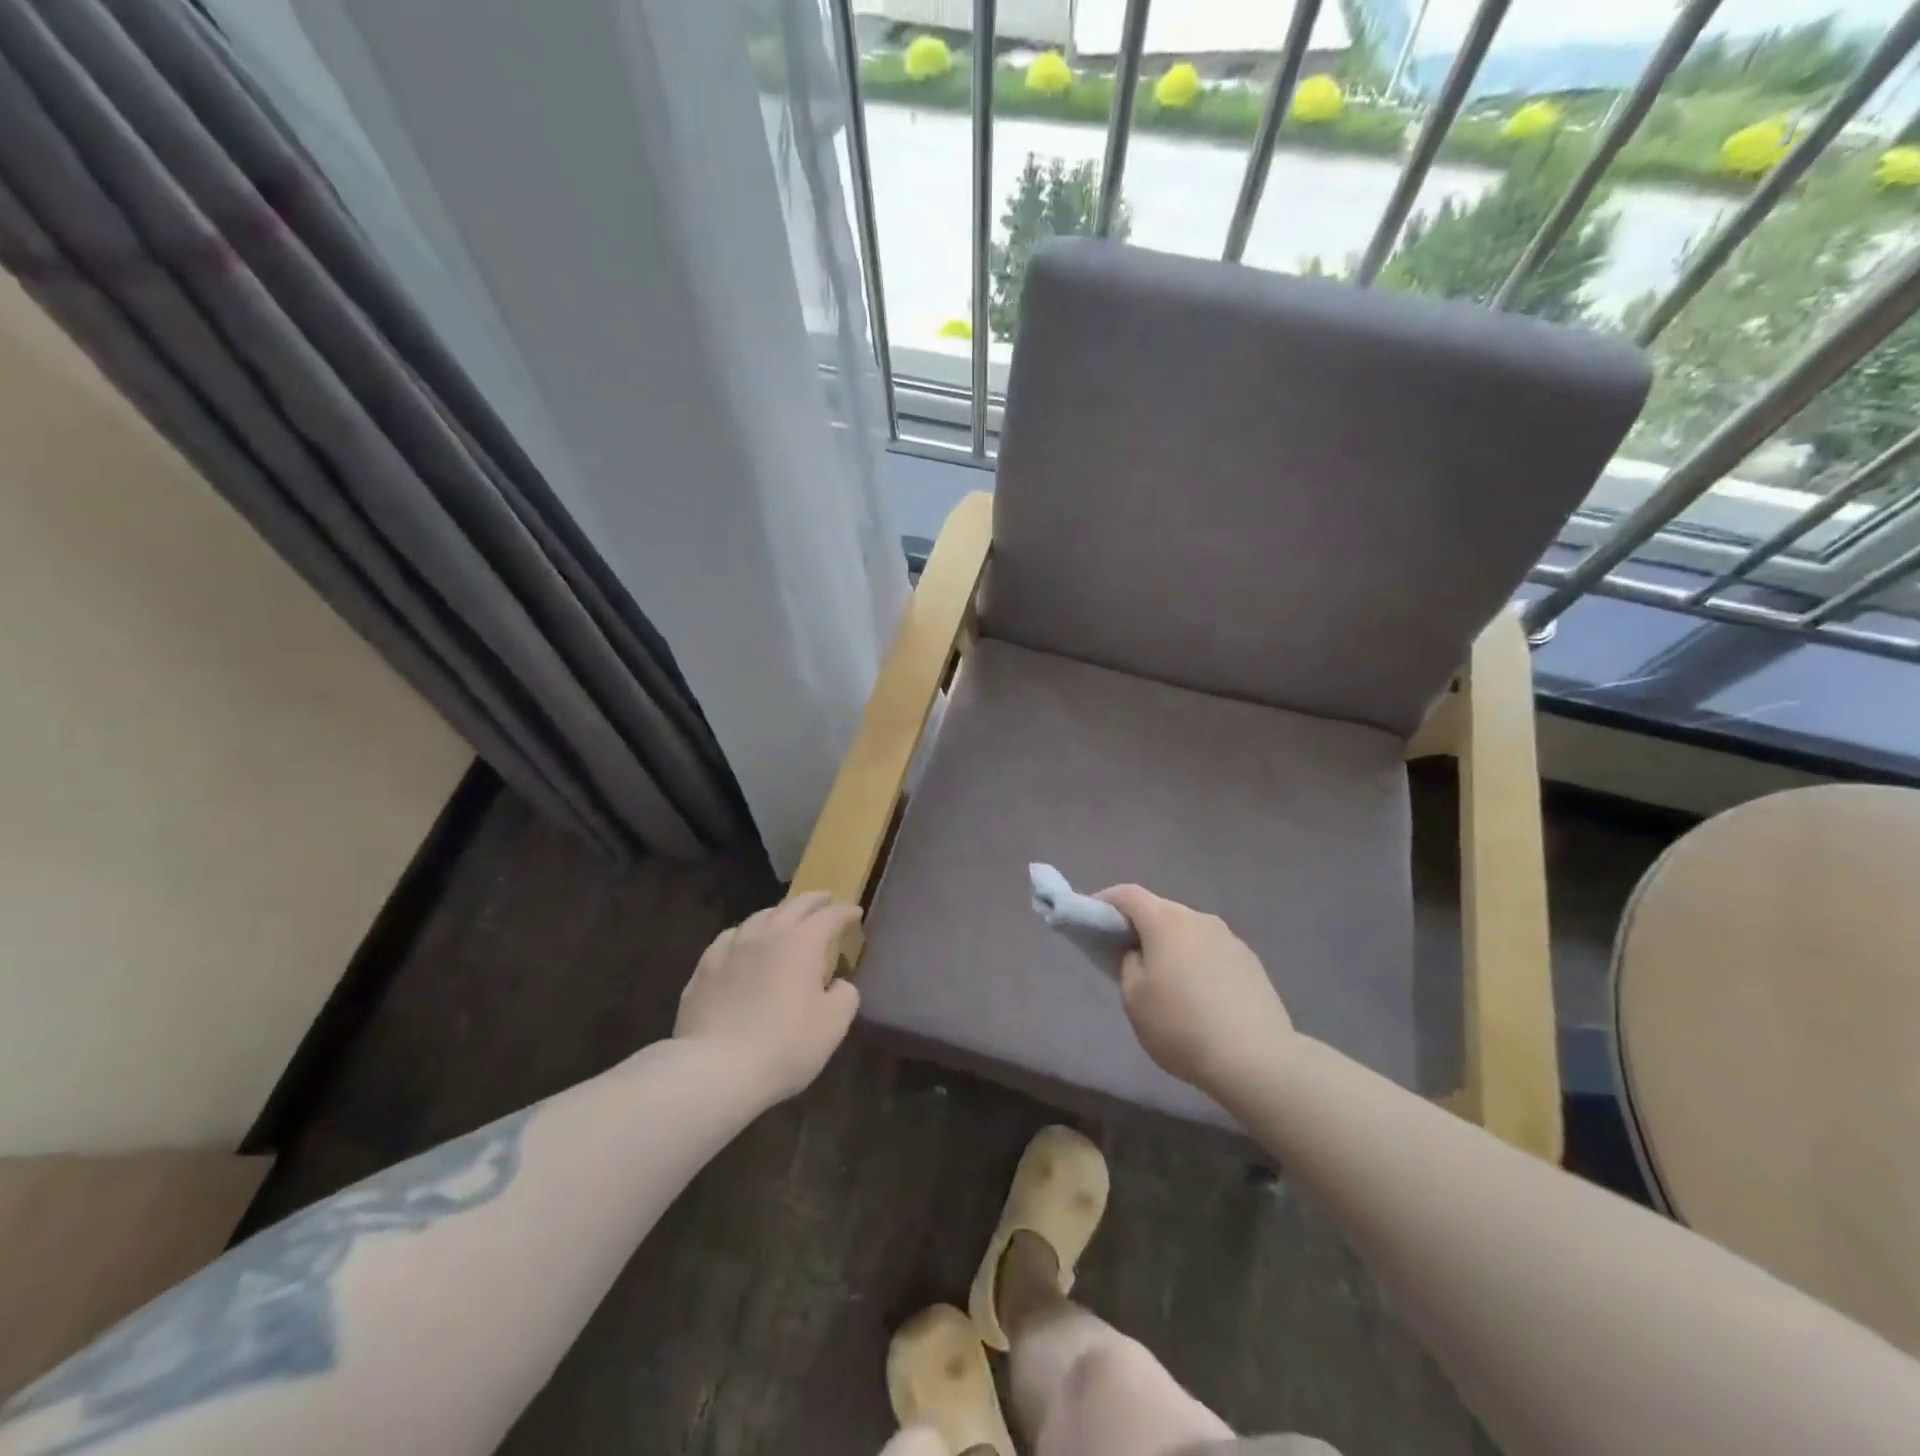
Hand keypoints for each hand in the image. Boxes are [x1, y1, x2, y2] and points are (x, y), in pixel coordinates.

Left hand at [674, 892, 861, 1103]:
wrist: (715, 1069)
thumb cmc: (784, 1045)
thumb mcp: (833, 1024)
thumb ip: (845, 996)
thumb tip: (838, 984)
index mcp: (802, 942)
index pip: (830, 916)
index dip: (845, 912)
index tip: (855, 912)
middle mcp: (767, 934)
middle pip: (794, 905)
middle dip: (814, 900)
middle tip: (826, 899)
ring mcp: (732, 948)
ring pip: (759, 917)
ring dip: (779, 913)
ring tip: (785, 918)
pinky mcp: (705, 968)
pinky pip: (730, 938)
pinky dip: (745, 934)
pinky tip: (743, 942)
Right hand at [1096, 885, 1293, 1102]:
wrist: (1257, 1059)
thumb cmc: (1181, 1026)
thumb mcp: (1134, 999)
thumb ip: (1128, 964)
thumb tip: (1139, 953)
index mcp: (1166, 922)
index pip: (1129, 894)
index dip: (1106, 900)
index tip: (1092, 918)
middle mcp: (1199, 919)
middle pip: (1161, 910)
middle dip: (1139, 924)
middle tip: (1125, 952)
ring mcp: (1229, 938)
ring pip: (1188, 930)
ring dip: (1171, 943)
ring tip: (1165, 978)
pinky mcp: (1251, 962)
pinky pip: (1211, 950)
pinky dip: (1196, 960)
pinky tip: (1198, 993)